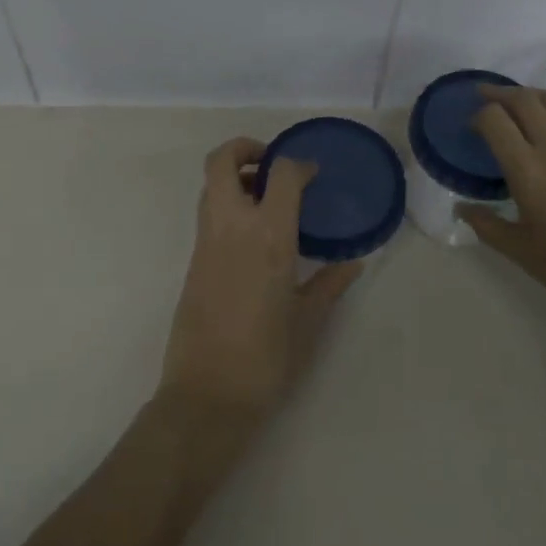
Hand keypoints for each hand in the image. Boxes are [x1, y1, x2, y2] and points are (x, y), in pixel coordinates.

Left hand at [158, 137, 361, 434]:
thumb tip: (353, 264)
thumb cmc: (266, 358)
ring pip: (209, 186)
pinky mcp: (192, 261)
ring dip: (234, 177)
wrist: (207, 396)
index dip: (298, 164)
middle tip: (272, 166)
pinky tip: (253, 236)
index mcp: (268, 237)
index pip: (281, 174)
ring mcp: (206, 243)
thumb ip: (330, 284)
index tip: (313, 174)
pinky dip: (227, 206)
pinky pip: (208, 214)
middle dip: (244, 149)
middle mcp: (231, 228)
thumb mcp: (308, 321)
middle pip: (221, 161)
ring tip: (266, 199)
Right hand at [458, 87, 545, 345]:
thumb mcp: (520, 251)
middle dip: (500, 94)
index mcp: (529, 171)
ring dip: (533, 97)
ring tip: (521, 103)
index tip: (473, 126)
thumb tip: (462, 208)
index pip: (495, 119)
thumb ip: (486, 224)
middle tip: (487, 98)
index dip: (479, 115)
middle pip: (524, 100)